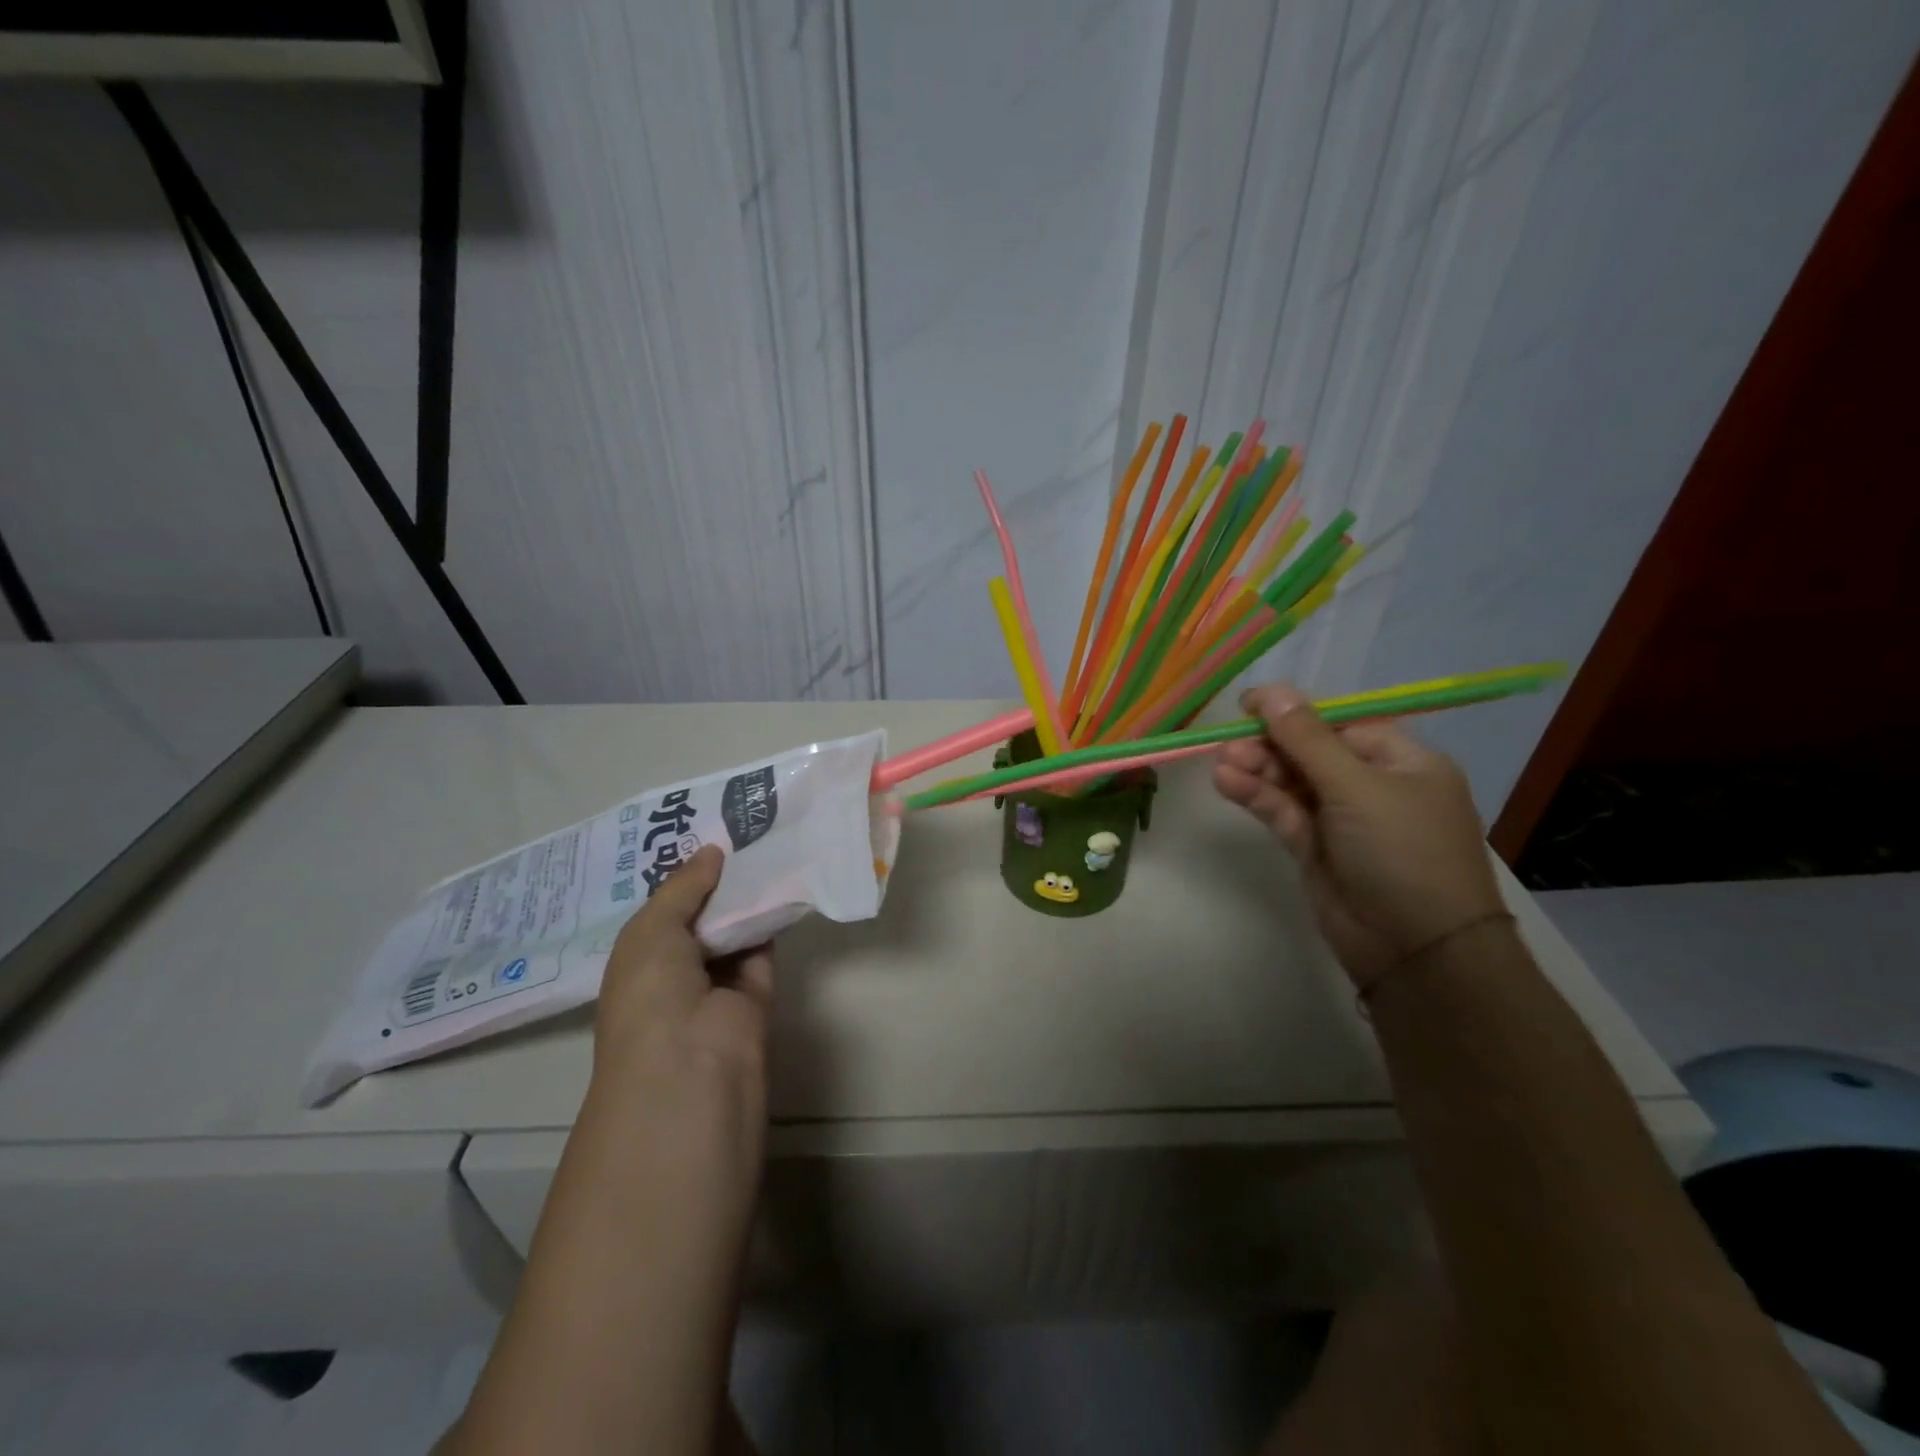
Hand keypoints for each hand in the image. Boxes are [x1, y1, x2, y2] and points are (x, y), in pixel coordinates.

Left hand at [591, 845, 772, 1184]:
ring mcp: (717, 986)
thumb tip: (712, 850)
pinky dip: (772, 918)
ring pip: (734, 930)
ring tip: (764, 840)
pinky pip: (763, 947)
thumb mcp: (650, 931)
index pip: (661, 911)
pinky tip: (783, 877)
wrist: (692, 1068)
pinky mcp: (756, 994)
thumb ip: (683, 887)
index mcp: (637, 961)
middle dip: (716, 879)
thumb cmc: (650, 996)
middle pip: (700, 916)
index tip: (702, 831)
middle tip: (740, 828)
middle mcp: (675, 972)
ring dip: (746, 895)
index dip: (680, 876)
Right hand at [1212, 684, 1505, 990]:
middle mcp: (1373, 786)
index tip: (1249, 705)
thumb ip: (1307, 739)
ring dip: (1257, 771)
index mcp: (1403, 762)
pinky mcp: (1316, 849)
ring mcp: (1343, 820)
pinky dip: (1257, 797)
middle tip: (1227, 744)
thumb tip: (1271, 691)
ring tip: (1221, 764)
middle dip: (1269, 746)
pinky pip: (1283, 812)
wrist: (1416, 949)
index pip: (1341, 725)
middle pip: (1310, 753)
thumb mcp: (1357, 786)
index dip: (1295, 713)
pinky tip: (1228, 784)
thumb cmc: (1401, 851)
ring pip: (1291, 783)